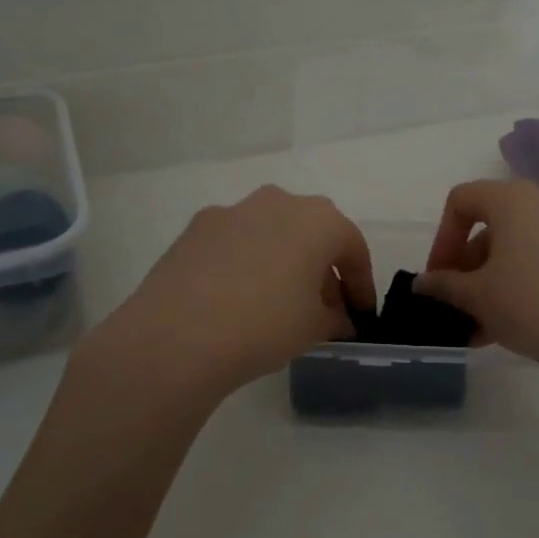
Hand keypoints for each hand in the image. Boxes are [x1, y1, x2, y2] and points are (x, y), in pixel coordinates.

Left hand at [89, 186, 375, 398]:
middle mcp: (279, 202)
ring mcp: (234, 210)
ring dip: (283, 258)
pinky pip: (236, 240)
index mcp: (319, 221)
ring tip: (277, 300)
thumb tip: (337, 319)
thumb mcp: (314, 328)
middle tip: (322, 305)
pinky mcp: (197, 226)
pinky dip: (246, 260)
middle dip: (322, 266)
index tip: (360, 314)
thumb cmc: (265, 326)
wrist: (178, 335)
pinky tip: (236, 295)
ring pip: (272, 231)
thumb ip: (335, 318)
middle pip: (312, 231)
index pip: (353, 247)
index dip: (361, 283)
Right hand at [415, 178, 538, 379]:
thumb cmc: (530, 303)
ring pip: (513, 249)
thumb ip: (444, 285)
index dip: (441, 238)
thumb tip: (423, 283)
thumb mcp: (477, 296)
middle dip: (465, 266)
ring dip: (487, 283)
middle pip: (488, 226)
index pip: (461, 200)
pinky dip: (515, 285)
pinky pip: (537, 261)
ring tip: (476, 327)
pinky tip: (503, 328)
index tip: (437, 277)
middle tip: (455, 303)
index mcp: (511, 199)